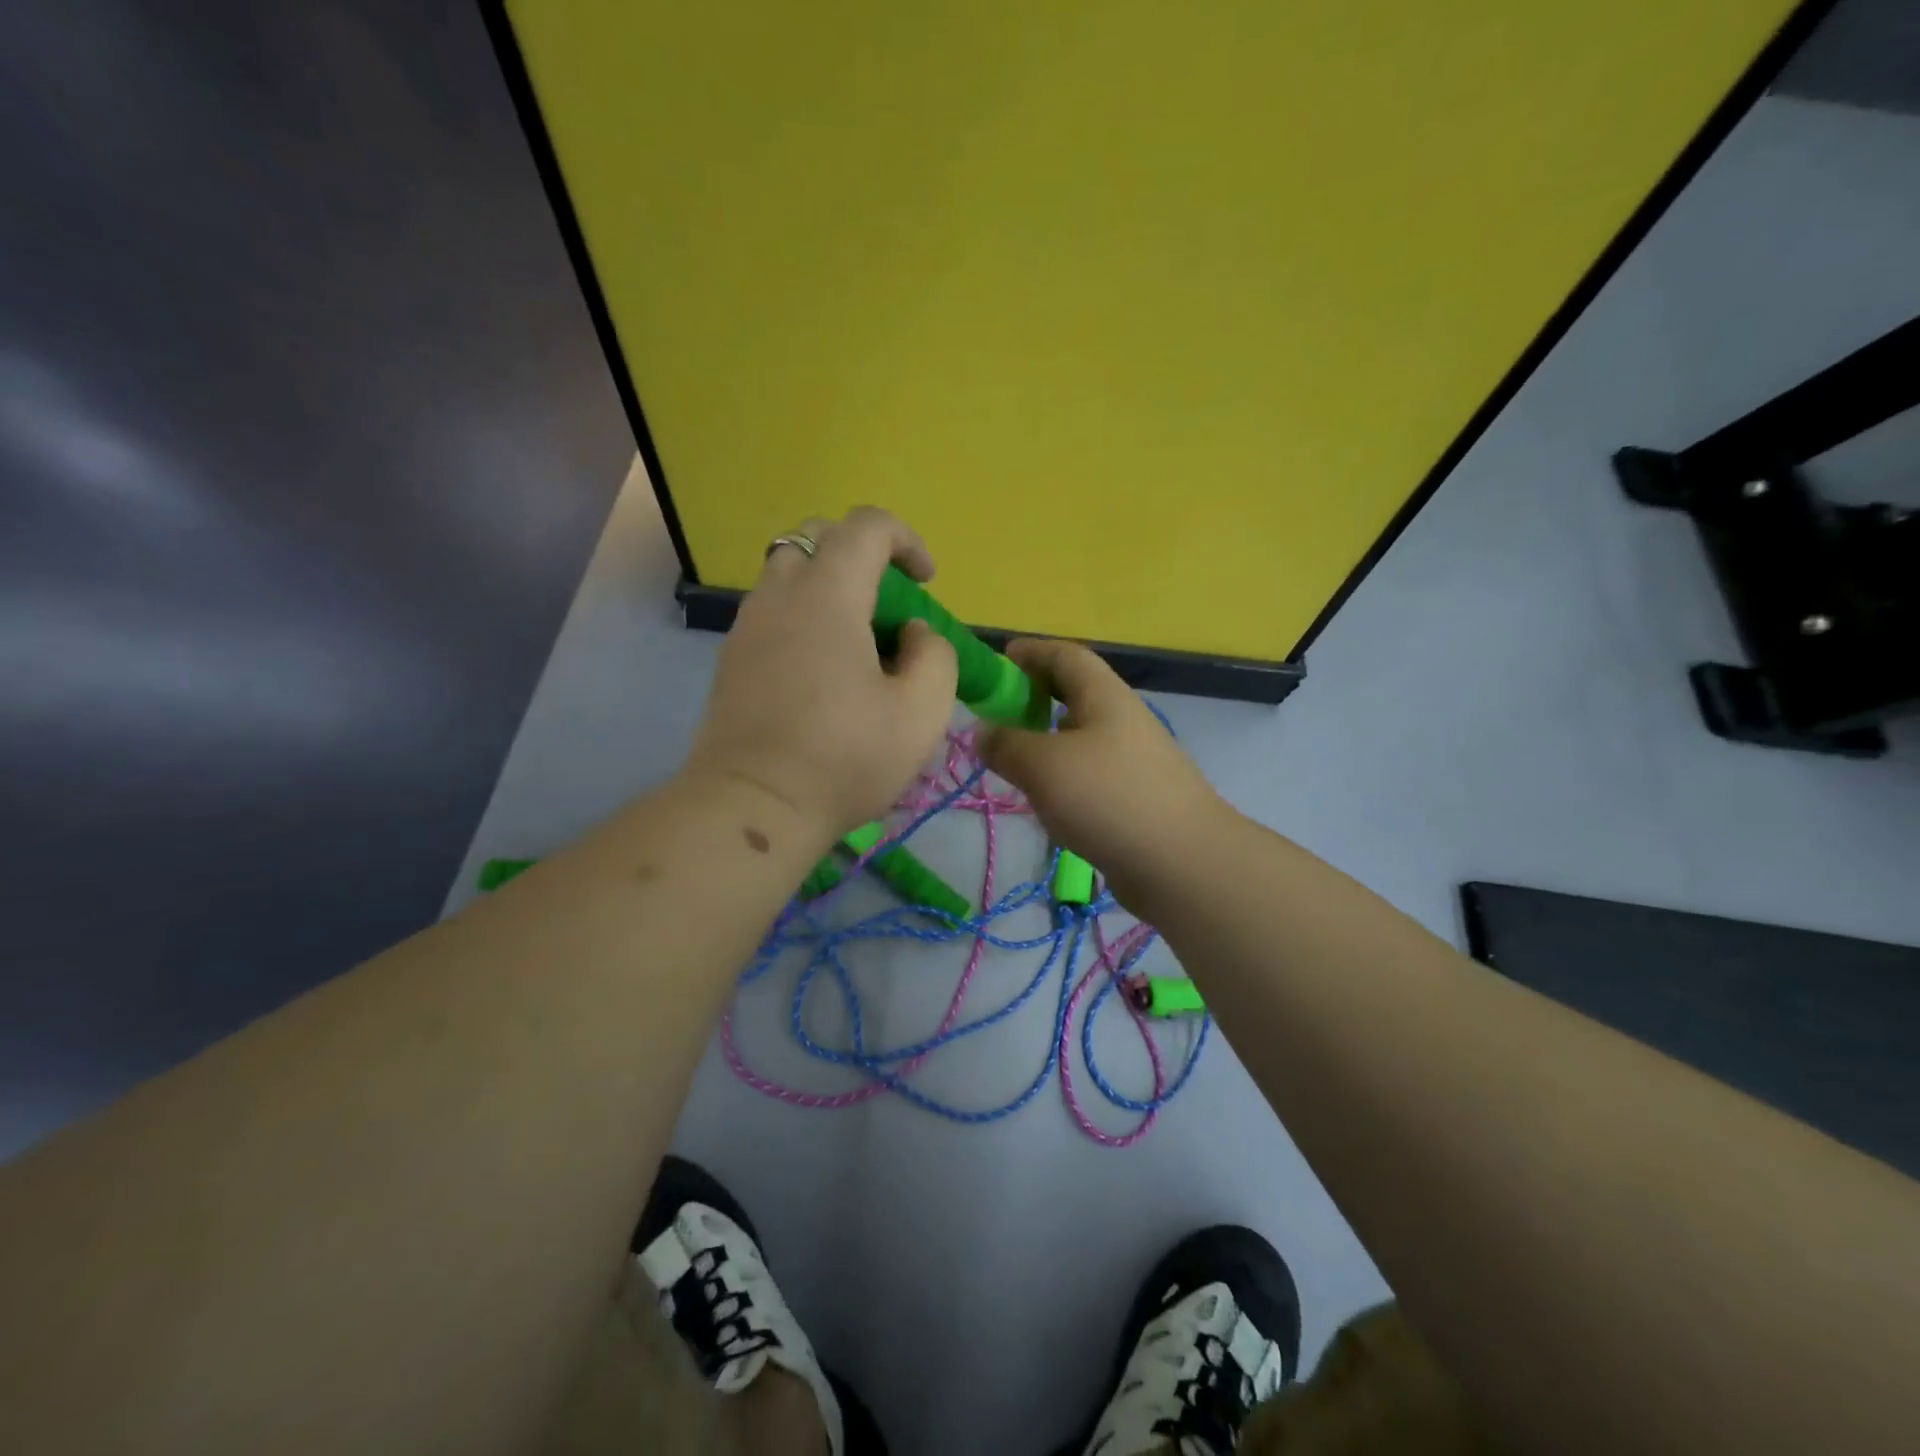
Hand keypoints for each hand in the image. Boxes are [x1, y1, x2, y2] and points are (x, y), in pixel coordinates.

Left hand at [685, 507, 957, 842]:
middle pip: (817, 538)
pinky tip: (824, 673)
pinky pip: (773, 612)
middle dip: (862, 555)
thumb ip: (934, 655)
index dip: (906, 540)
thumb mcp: (921, 712)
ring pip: (790, 574)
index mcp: (827, 595)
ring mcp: (747, 626)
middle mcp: (779, 595)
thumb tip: (912, 634)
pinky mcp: (731, 659)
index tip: (926, 583)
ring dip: (831, 588)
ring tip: (859, 644)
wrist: (752, 807)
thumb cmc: (844, 757)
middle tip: (889, 606)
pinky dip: (805, 618)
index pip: (866, 526)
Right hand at [977, 639, 1226, 906]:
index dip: (1031, 652)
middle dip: (1035, 696)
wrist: (1182, 863)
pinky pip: (1089, 772)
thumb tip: (982, 731)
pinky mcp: (1134, 798)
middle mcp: (1121, 720)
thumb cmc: (1108, 798)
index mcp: (1104, 696)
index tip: (998, 660)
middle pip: (1075, 694)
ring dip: (1046, 739)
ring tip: (1012, 757)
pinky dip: (1062, 775)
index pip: (1065, 656)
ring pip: (1081, 736)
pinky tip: (1045, 798)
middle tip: (997, 713)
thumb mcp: (1043, 766)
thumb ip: (1006, 744)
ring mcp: (1133, 761)